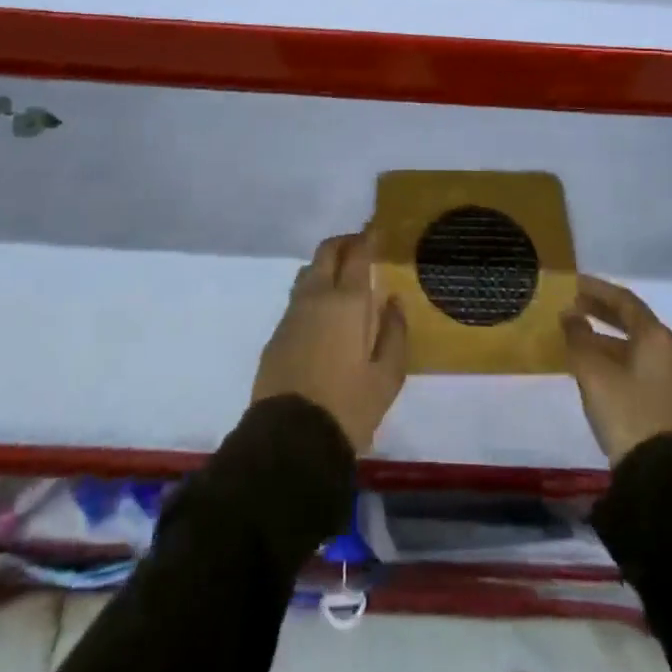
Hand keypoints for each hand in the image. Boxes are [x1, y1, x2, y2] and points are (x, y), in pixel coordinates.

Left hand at [252, 233, 407, 453]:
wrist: (290, 440)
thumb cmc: (348, 406)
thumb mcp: (387, 377)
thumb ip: (394, 333)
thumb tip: (393, 302)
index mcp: (347, 302)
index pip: (357, 254)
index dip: (367, 238)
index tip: (375, 230)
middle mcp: (316, 297)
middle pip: (326, 252)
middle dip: (343, 243)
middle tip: (359, 246)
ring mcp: (292, 314)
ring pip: (308, 272)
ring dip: (325, 266)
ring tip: (342, 279)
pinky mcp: (276, 334)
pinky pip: (297, 298)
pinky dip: (312, 292)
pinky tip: (324, 313)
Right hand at [562, 274, 671, 467]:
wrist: (661, 473)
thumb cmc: (626, 410)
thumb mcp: (592, 370)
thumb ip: (578, 337)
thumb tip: (570, 315)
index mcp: (655, 336)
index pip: (624, 300)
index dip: (597, 289)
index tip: (573, 283)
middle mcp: (669, 351)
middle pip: (633, 321)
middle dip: (602, 311)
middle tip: (574, 305)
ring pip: (636, 345)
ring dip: (607, 337)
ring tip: (579, 337)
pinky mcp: (668, 401)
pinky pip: (640, 365)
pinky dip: (617, 357)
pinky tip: (596, 367)